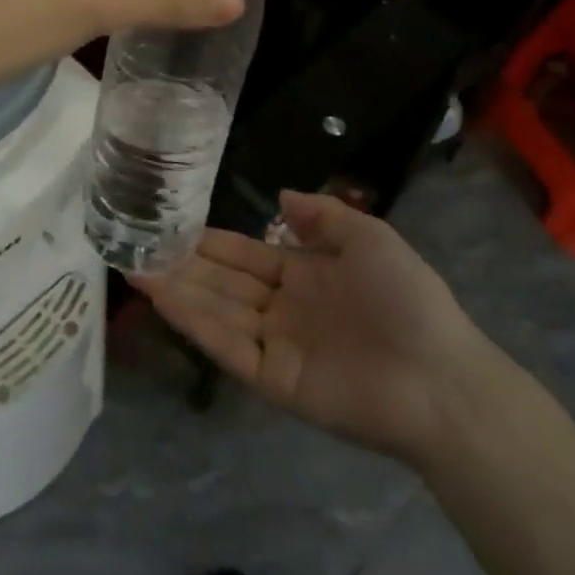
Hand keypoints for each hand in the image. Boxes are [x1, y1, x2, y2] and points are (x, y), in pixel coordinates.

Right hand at [133, 190, 492, 466]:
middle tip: (136, 242)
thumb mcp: (369, 238)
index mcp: (304, 275)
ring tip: (134, 265)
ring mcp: (275, 345)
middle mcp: (283, 309)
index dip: (210, 241)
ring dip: (176, 290)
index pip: (245, 255)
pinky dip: (193, 322)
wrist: (441, 379)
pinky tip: (163, 297)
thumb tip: (280, 194)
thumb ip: (322, 215)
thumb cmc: (407, 299)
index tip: (172, 223)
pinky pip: (226, 345)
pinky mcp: (272, 380)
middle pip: (222, 282)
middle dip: (182, 263)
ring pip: (216, 310)